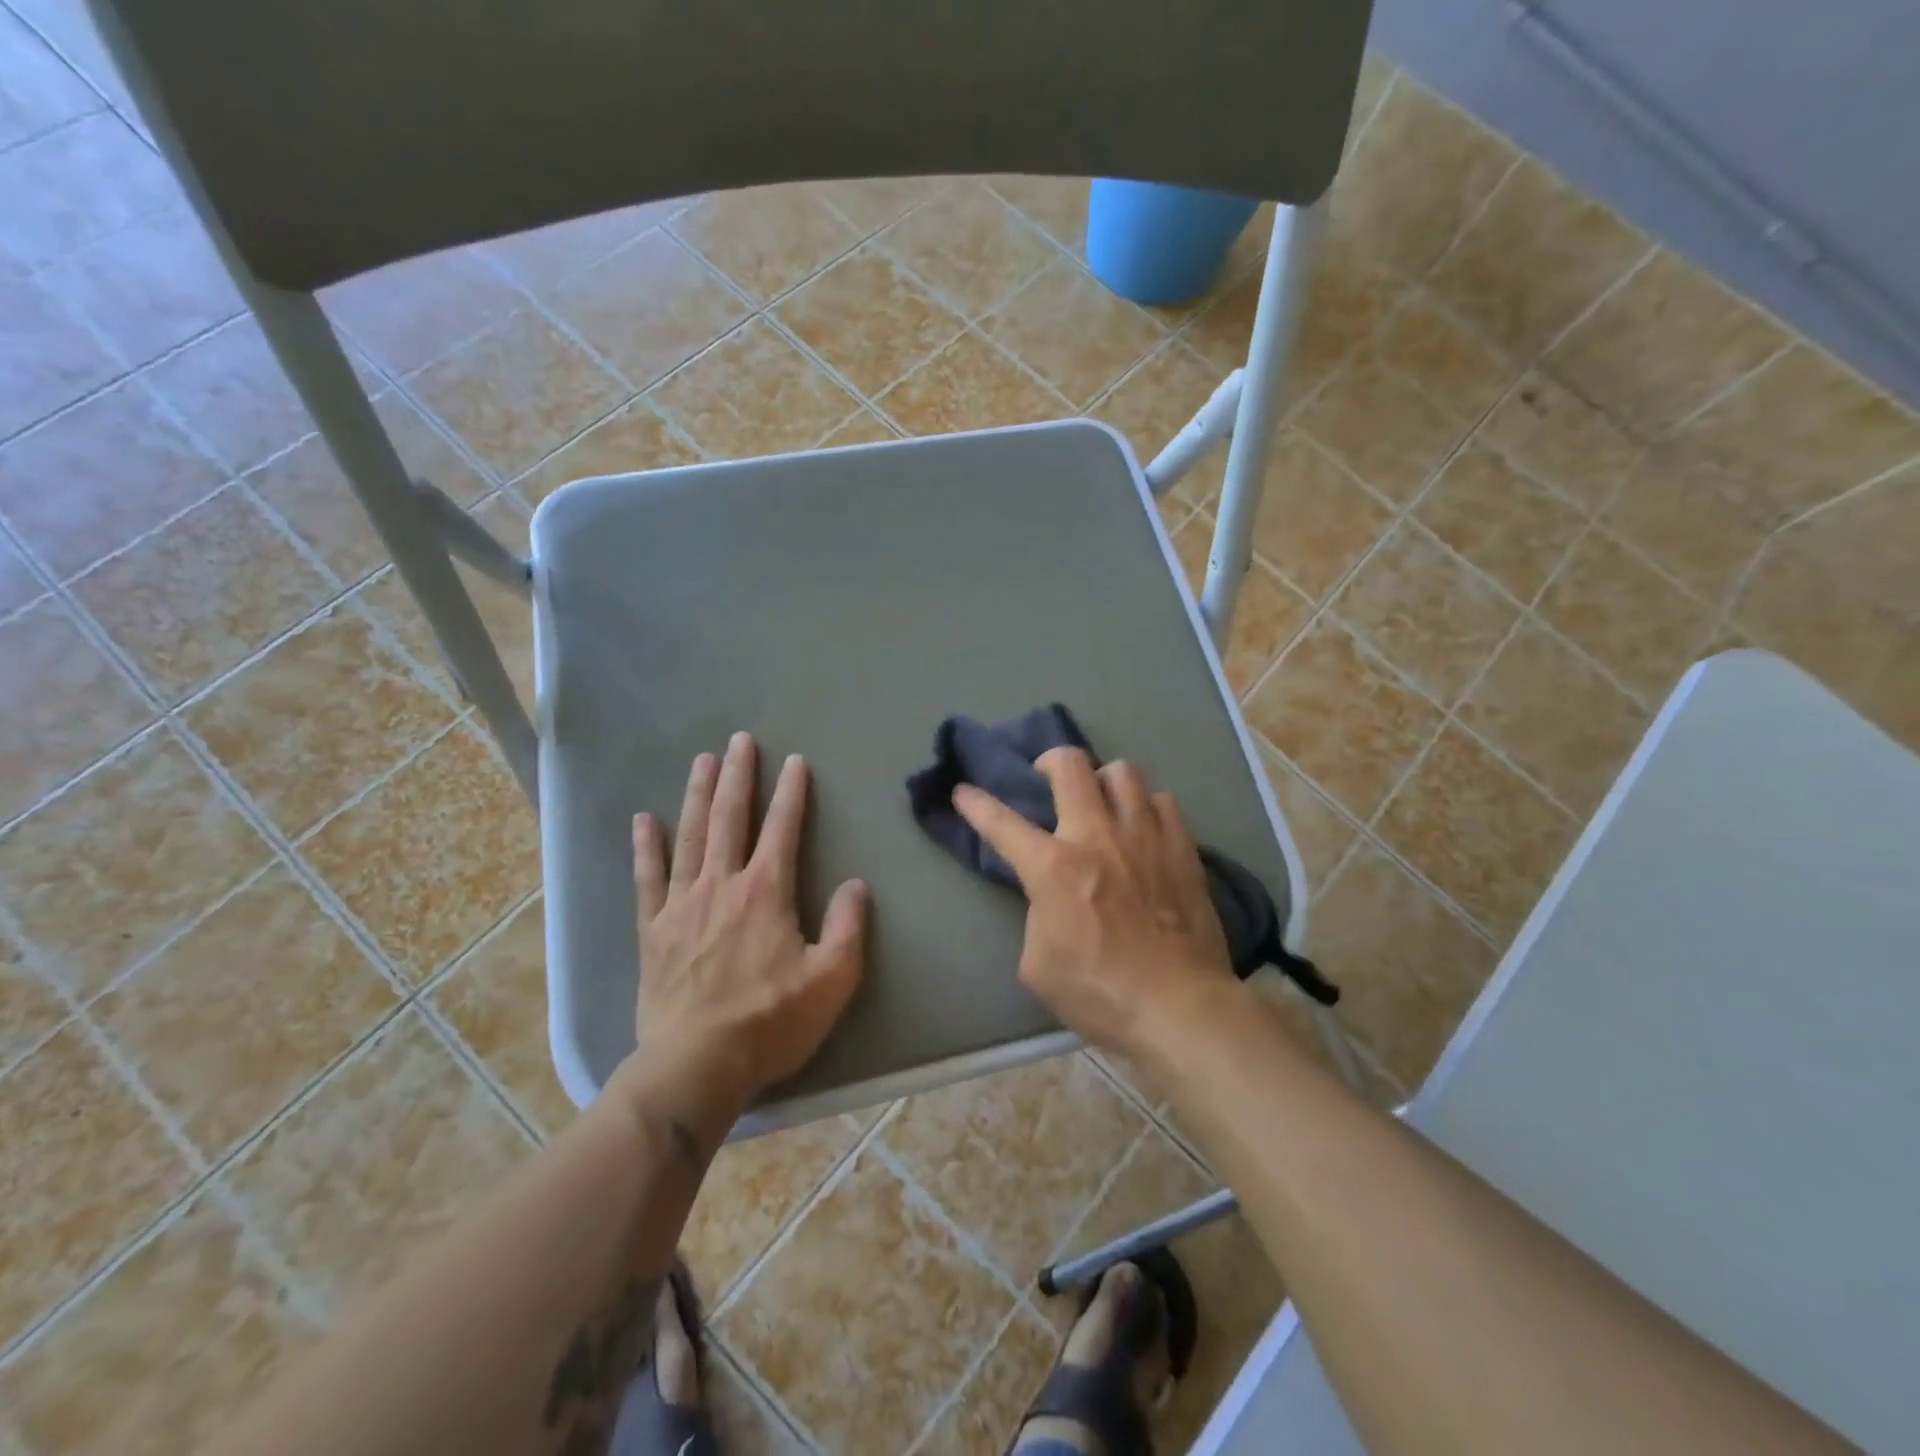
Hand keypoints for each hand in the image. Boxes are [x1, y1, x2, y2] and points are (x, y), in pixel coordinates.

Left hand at [618, 733, 868, 1137]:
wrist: (696, 1065)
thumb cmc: (771, 1021)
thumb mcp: (832, 979)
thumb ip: (849, 927)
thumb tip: (858, 884)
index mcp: (767, 892)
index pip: (783, 829)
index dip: (791, 793)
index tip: (795, 761)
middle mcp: (722, 885)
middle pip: (731, 818)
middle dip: (739, 776)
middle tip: (740, 740)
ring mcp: (682, 905)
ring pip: (691, 837)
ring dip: (698, 796)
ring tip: (702, 761)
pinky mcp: (653, 930)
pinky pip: (647, 879)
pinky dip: (646, 848)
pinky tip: (644, 820)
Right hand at [953, 748, 1237, 1062]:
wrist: (1180, 1008)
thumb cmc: (1100, 993)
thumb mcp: (1039, 965)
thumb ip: (1037, 917)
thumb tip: (1051, 901)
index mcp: (1052, 867)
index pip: (1001, 822)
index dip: (975, 803)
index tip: (962, 791)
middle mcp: (1097, 836)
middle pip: (1071, 765)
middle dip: (1050, 761)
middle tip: (1048, 780)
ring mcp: (1145, 836)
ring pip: (1123, 772)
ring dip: (1104, 781)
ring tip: (1103, 802)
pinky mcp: (1183, 849)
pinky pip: (1164, 802)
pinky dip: (1147, 807)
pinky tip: (1145, 827)